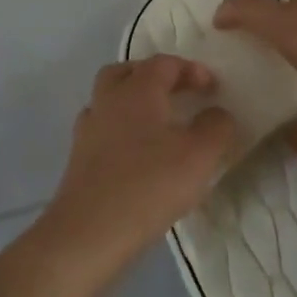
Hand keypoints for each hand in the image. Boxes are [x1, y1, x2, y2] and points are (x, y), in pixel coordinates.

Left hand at [37, 55, 235, 275]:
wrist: (89, 233)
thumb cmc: (149, 184)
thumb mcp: (199, 155)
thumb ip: (216, 127)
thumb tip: (218, 113)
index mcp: (138, 89)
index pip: (165, 63)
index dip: (191, 69)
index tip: (212, 88)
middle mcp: (109, 99)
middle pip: (127, 72)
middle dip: (153, 76)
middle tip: (176, 94)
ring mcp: (89, 129)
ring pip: (109, 99)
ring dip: (132, 103)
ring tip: (156, 125)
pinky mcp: (78, 159)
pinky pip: (101, 130)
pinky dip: (119, 132)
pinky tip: (134, 155)